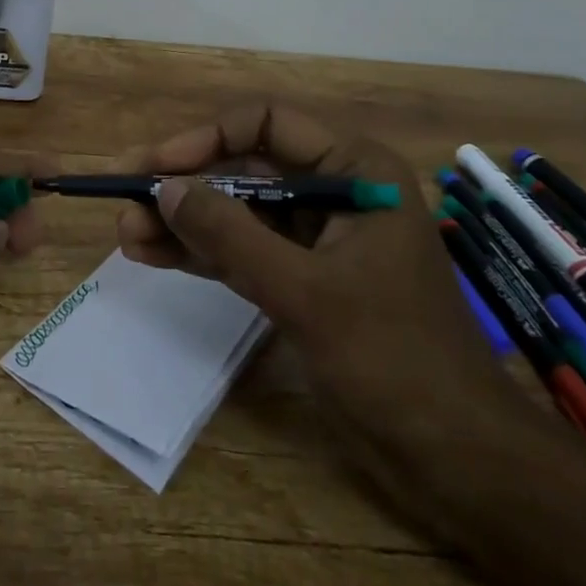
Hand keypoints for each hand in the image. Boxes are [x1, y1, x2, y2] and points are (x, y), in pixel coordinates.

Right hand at [116, 102, 531, 459]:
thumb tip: (164, 187)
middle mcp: (335, 192)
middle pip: (245, 169)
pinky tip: (154, 256)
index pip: (267, 124)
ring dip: (185, 223)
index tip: (157, 166)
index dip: (206, 139)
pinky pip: (244, 252)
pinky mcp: (305, 280)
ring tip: (127, 234)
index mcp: (355, 170)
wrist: (459, 461)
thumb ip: (231, 235)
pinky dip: (203, 254)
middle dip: (186, 188)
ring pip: (238, 213)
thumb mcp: (305, 291)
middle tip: (126, 203)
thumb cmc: (394, 359)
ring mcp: (318, 239)